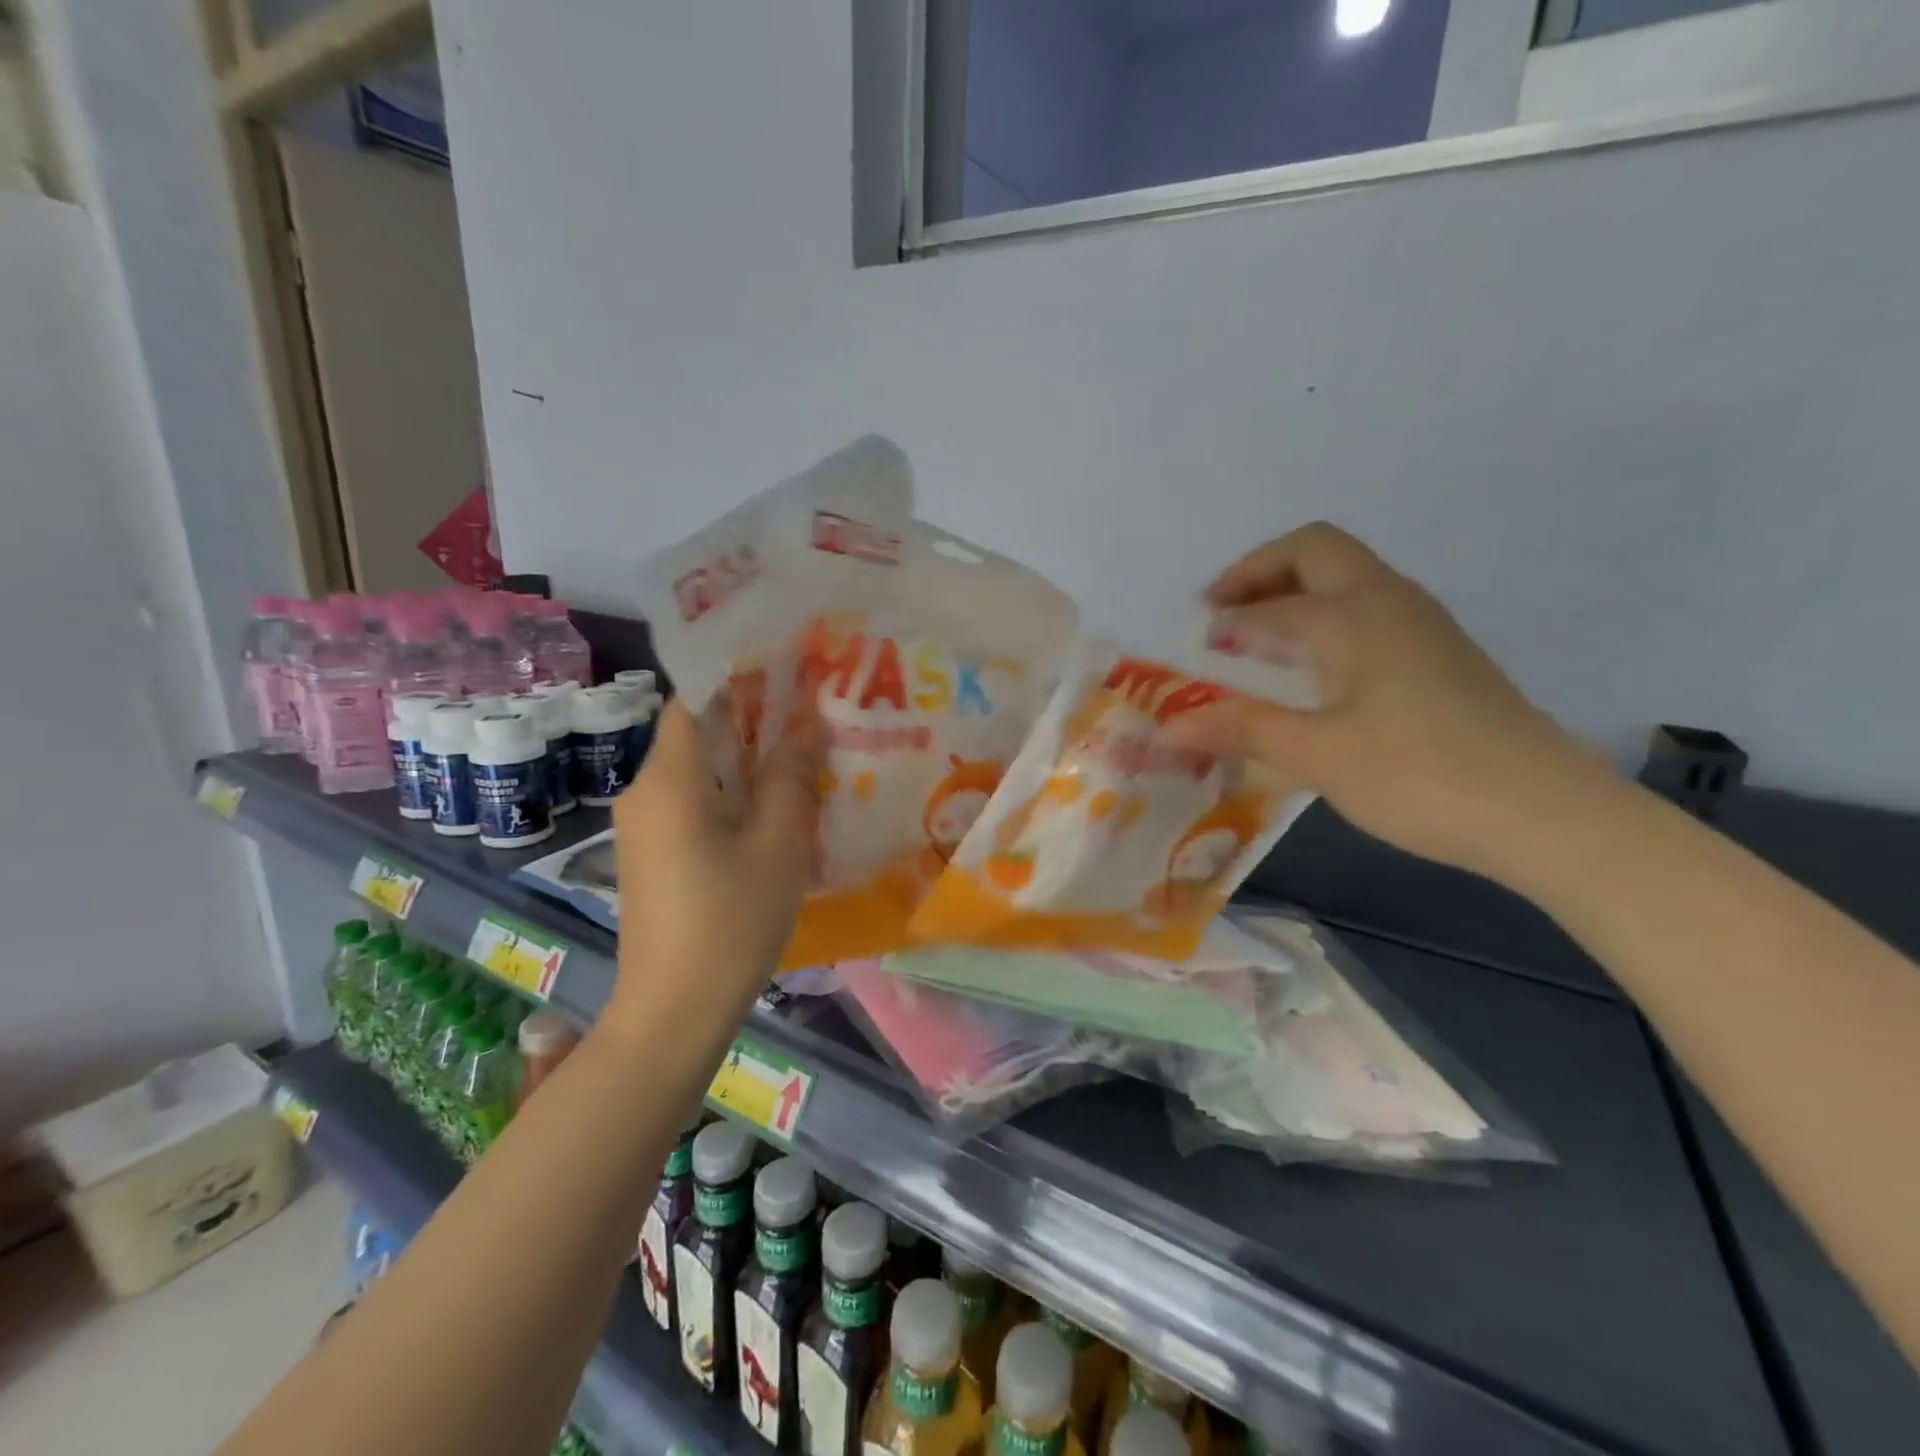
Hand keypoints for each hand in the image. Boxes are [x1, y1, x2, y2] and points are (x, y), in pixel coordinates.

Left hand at [605, 702, 821, 1036]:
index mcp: (669, 779)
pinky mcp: (650, 855)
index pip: (695, 697)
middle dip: (752, 720)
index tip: (788, 673)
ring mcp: (641, 826)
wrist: (673, 1011)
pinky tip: (770, 812)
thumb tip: (806, 724)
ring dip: (743, 760)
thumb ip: (790, 776)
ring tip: (800, 760)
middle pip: (696, 733)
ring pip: (696, 771)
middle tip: (810, 717)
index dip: (739, 677)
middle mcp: (643, 792)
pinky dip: (728, 794)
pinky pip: (690, 803)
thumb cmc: (731, 921)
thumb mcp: (777, 844)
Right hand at [1168, 523, 1613, 884]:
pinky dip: (1326, 617)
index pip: (1266, 604)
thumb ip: (1239, 729)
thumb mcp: (1317, 755)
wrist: (1545, 812)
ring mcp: (1422, 624)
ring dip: (1295, 592)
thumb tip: (1168, 726)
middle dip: (1259, 572)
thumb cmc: (1420, 775)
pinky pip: (1369, 608)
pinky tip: (1315, 672)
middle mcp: (1387, 600)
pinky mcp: (1442, 653)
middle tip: (1221, 614)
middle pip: (1314, 550)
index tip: (1186, 650)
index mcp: (1351, 615)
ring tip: (1258, 642)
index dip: (1220, 622)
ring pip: (1347, 577)